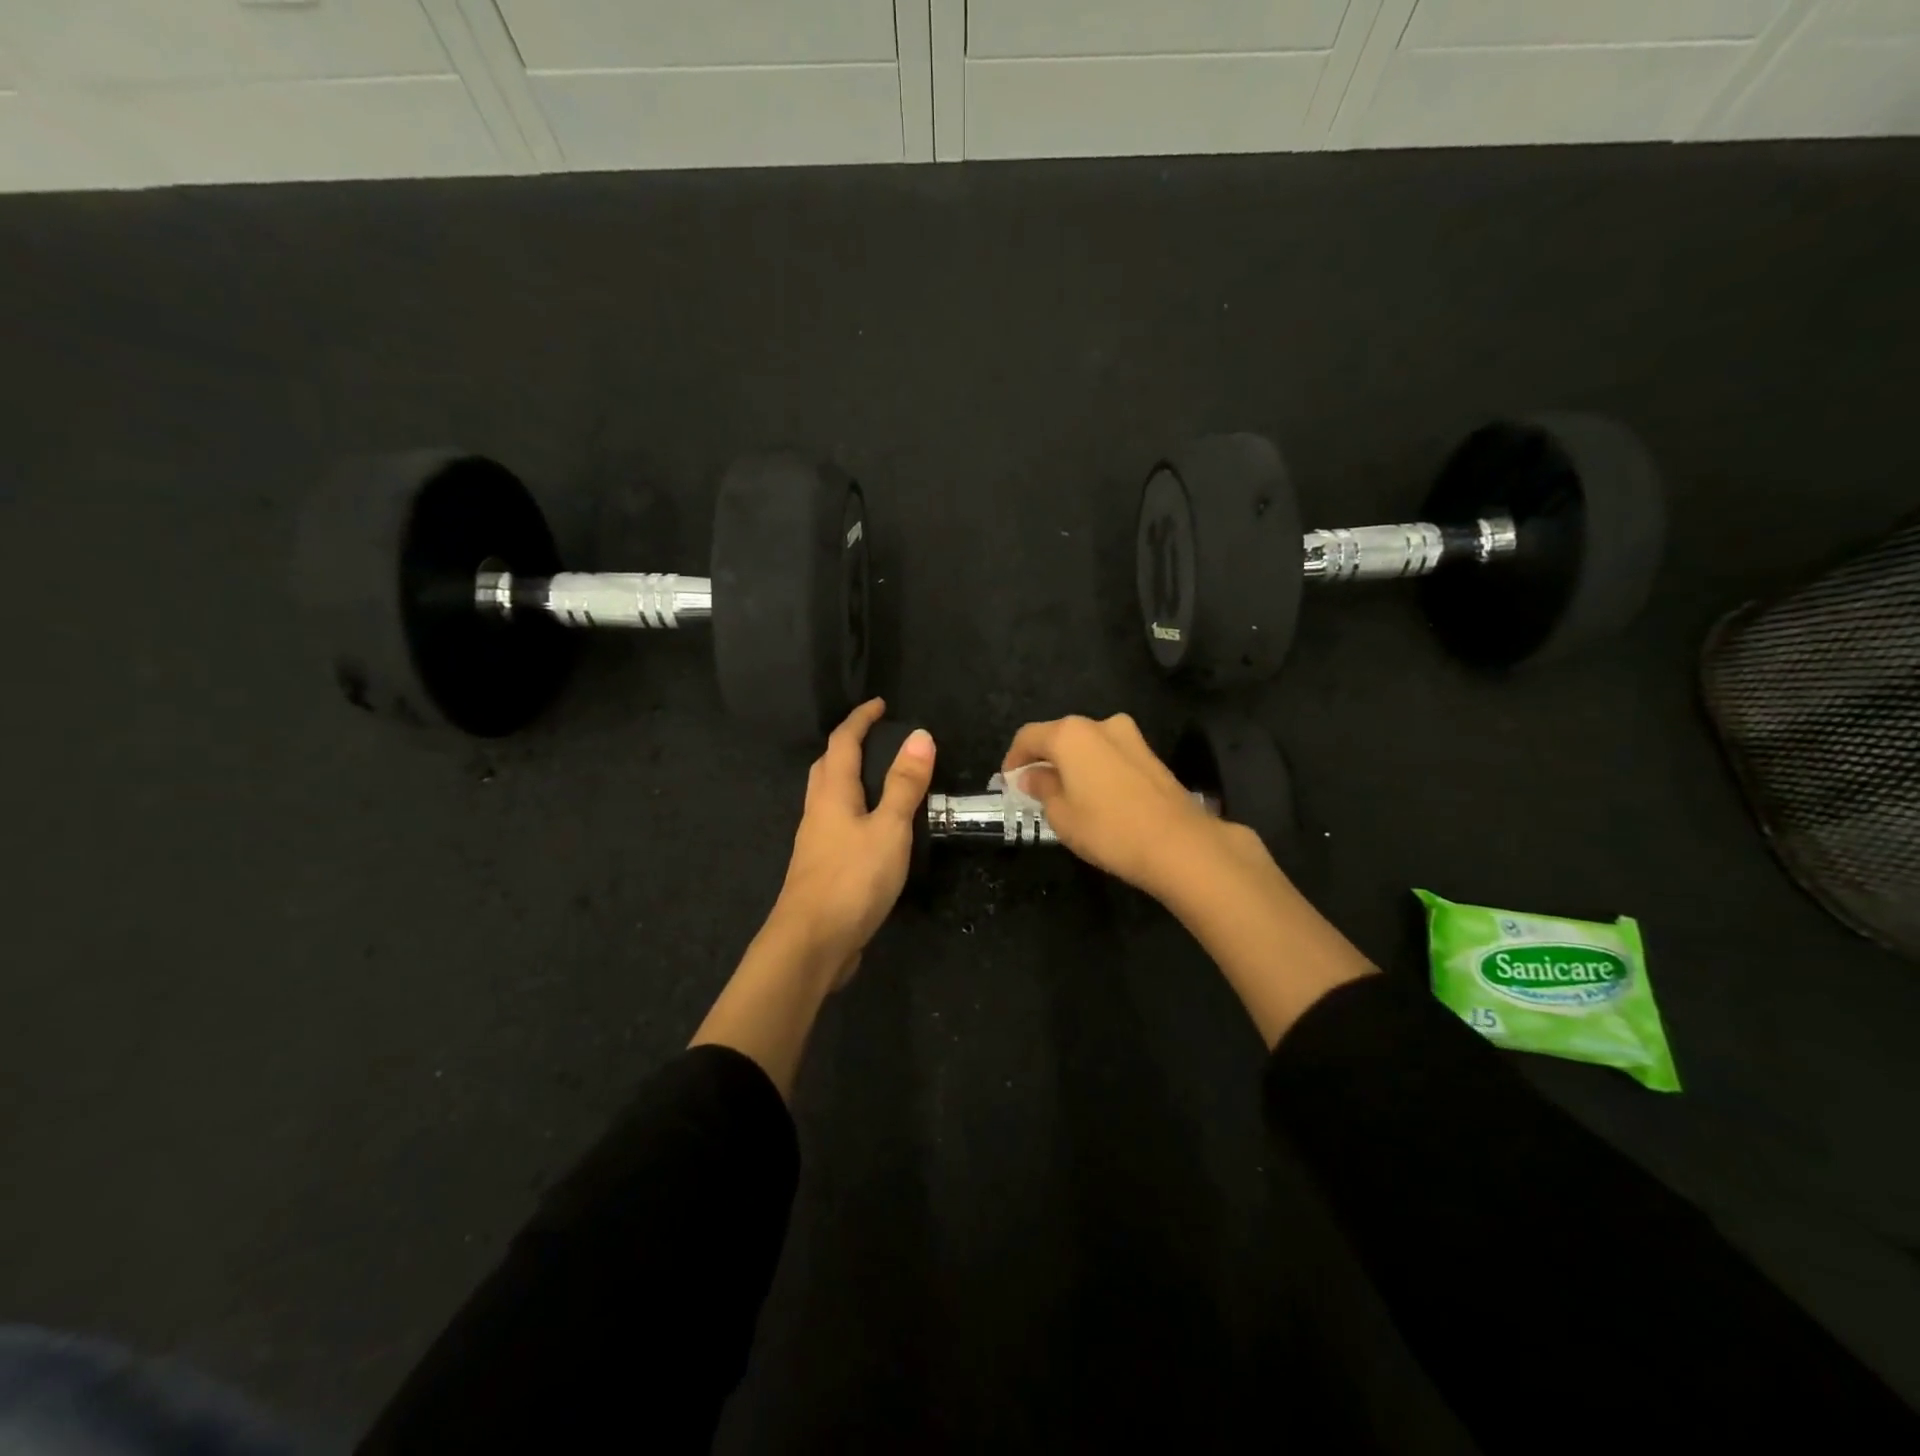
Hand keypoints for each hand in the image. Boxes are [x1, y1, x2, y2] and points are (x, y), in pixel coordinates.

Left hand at [770, 698, 935, 986]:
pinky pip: (834, 822)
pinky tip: (870, 826)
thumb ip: (904, 784)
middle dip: (847, 743)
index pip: (842, 742)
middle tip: (875, 736)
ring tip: (876, 775)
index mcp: (832, 793)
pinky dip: (852, 808)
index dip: (860, 719)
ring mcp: (815, 841)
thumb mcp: (889, 828)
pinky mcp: (820, 867)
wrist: (811, 943)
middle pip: (826, 765)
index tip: (879, 703)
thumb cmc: (852, 879)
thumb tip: (919, 735)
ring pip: (827, 794)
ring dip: (846, 775)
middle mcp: (818, 811)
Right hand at [1003, 713, 1249, 899]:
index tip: (1008, 781)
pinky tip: (1095, 797)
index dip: (1013, 758)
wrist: (1179, 845)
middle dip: (1043, 759)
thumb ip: (1042, 788)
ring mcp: (1131, 737)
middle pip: (1060, 736)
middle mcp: (1100, 725)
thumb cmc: (1108, 829)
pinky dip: (1095, 769)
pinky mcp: (1151, 756)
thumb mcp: (1061, 814)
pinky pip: (1110, 756)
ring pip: (1087, 745)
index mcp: (1071, 734)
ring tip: (1064, 795)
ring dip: (1071, 764)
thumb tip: (1033, 775)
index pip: (1029, 736)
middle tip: (1033, 788)